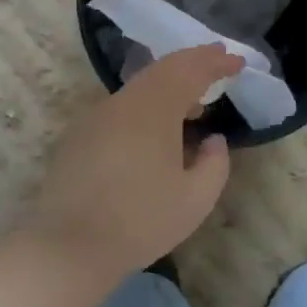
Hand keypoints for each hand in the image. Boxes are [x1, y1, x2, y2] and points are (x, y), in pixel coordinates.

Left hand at [17, 45, 242, 294]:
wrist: (69, 246)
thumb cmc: (140, 221)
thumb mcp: (195, 199)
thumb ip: (215, 163)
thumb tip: (213, 140)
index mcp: (154, 108)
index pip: (189, 71)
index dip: (215, 62)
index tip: (237, 61)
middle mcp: (123, 102)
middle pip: (161, 69)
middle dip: (192, 62)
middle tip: (217, 59)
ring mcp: (96, 116)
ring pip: (139, 87)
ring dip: (169, 84)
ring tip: (193, 101)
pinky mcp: (79, 135)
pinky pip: (122, 106)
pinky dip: (148, 103)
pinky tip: (156, 129)